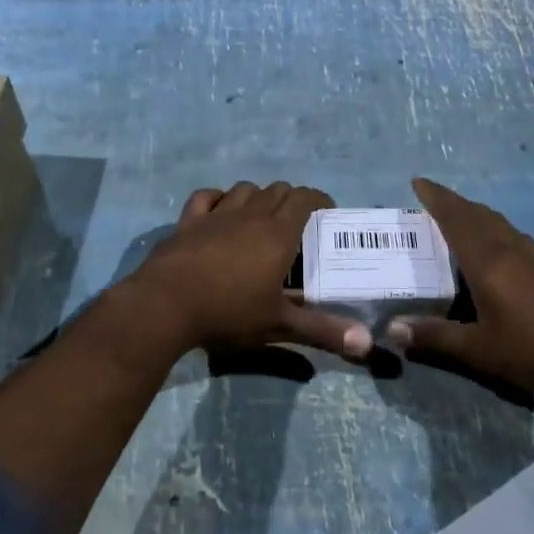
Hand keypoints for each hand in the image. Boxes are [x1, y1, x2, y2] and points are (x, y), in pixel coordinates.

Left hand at [128, 182, 372, 359]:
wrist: (166, 305)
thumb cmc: (229, 312)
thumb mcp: (279, 325)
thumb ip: (322, 331)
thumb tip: (366, 344)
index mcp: (278, 233)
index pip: (305, 198)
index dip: (319, 200)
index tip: (326, 214)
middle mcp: (251, 214)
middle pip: (278, 190)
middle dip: (291, 199)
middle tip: (296, 224)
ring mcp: (217, 214)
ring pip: (244, 189)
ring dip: (258, 197)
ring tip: (260, 217)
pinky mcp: (189, 221)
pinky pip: (206, 196)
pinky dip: (217, 198)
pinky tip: (219, 210)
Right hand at [383, 178, 533, 397]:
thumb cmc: (533, 347)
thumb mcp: (479, 349)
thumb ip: (436, 337)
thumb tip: (393, 329)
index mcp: (487, 261)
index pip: (455, 219)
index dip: (436, 198)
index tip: (417, 182)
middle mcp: (507, 249)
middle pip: (476, 213)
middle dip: (451, 202)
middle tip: (429, 199)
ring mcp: (530, 256)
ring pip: (496, 221)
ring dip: (473, 212)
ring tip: (456, 216)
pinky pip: (510, 233)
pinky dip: (492, 226)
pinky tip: (493, 244)